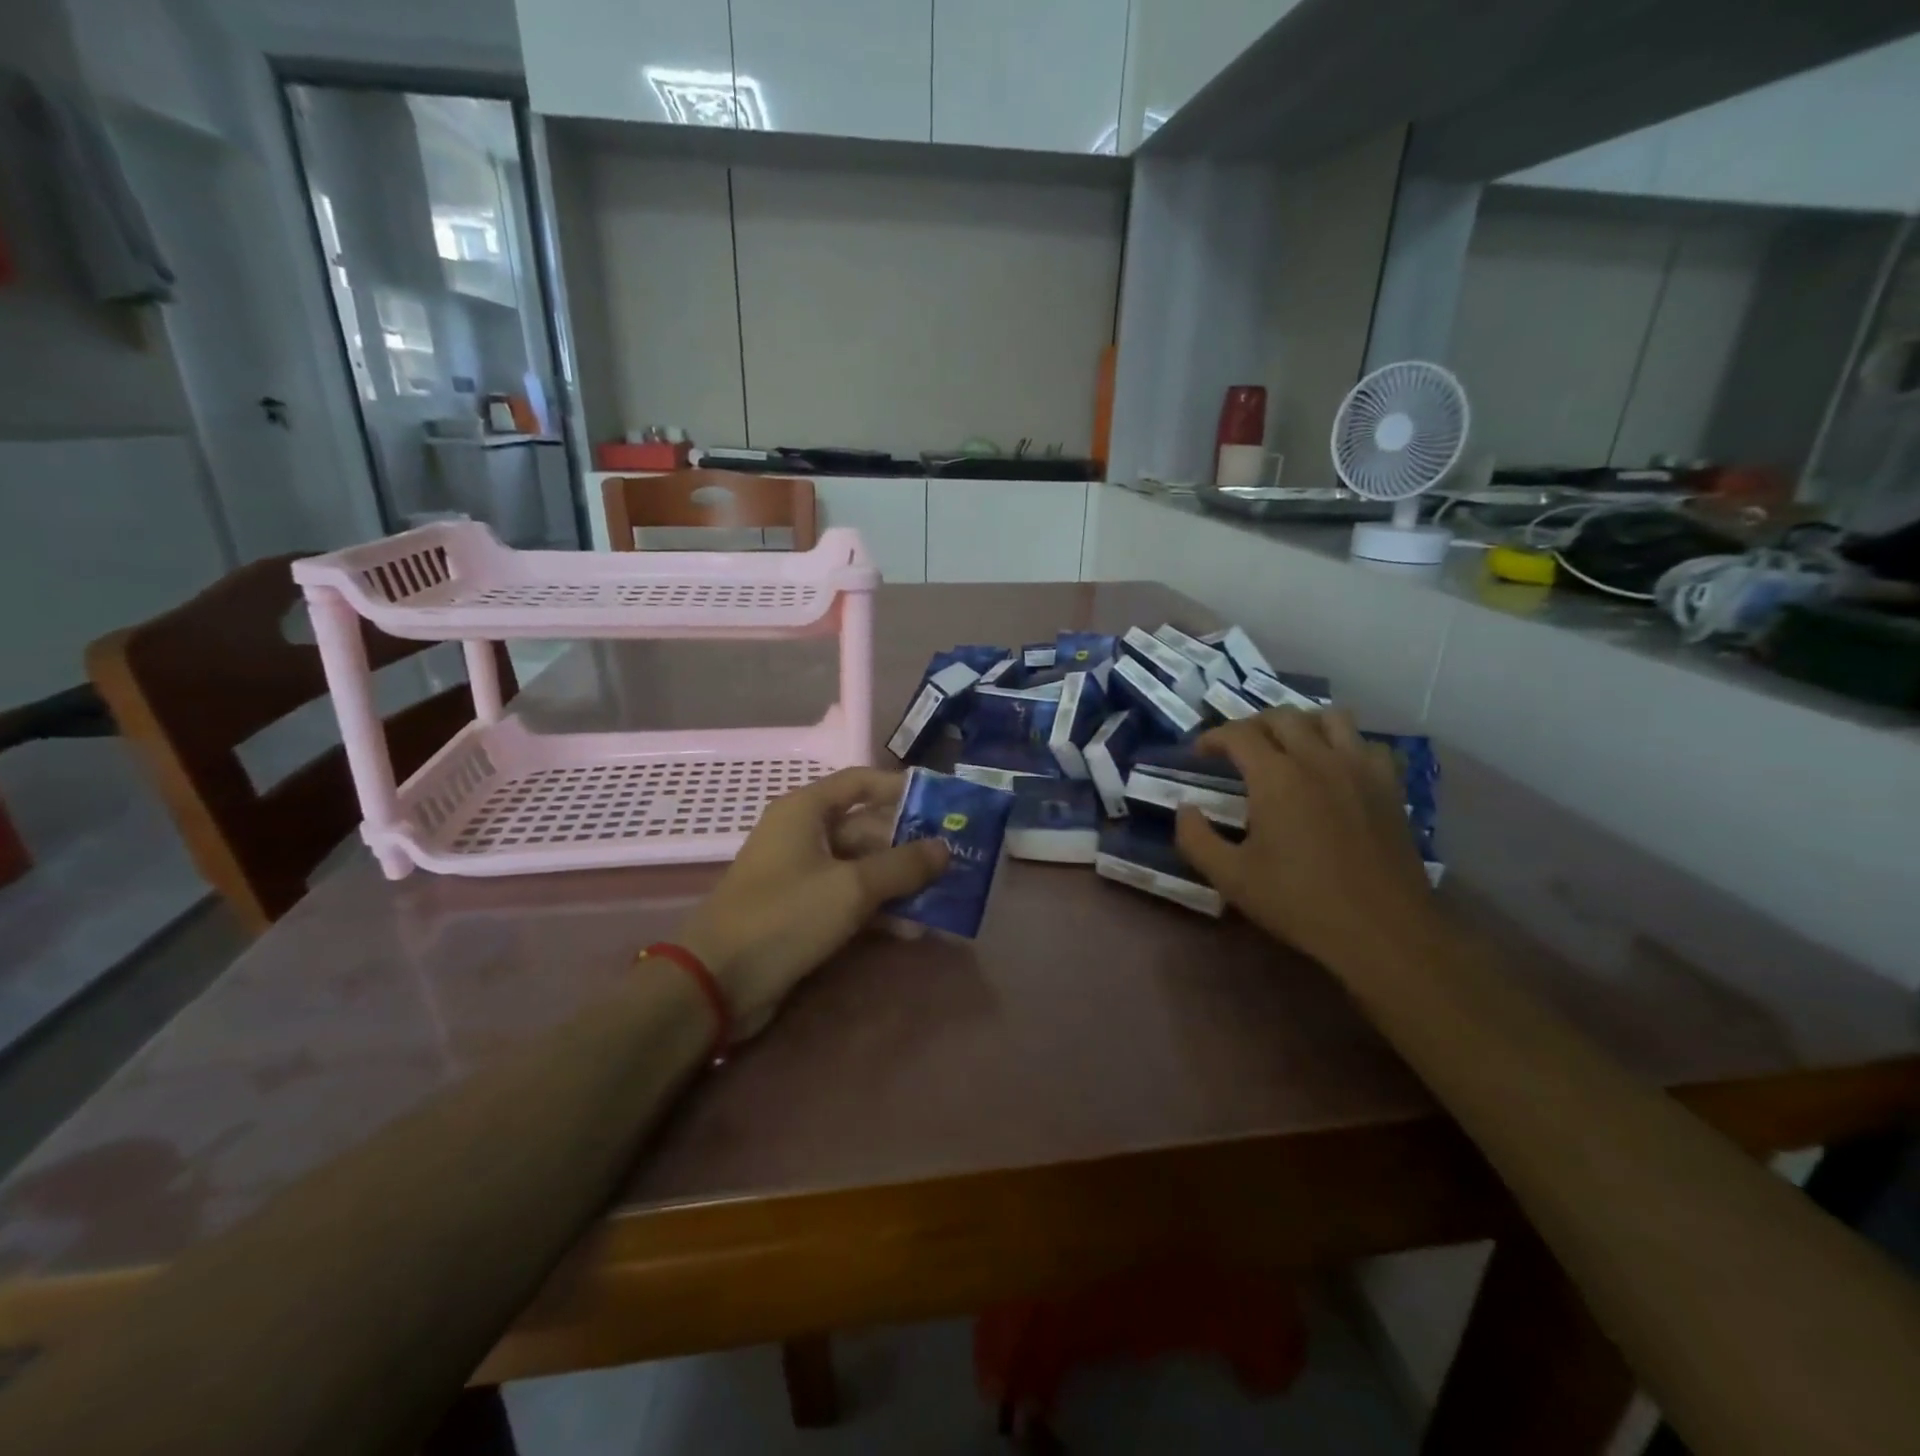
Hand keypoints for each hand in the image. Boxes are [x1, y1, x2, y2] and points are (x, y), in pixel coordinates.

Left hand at [675, 768, 947, 1037]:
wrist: (718, 982)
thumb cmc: (785, 916)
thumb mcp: (852, 887)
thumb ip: (902, 865)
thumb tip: (945, 848)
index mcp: (806, 810)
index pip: (861, 782)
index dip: (901, 788)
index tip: (942, 803)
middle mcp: (803, 834)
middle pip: (866, 828)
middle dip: (909, 846)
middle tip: (954, 861)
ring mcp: (801, 875)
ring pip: (861, 867)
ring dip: (898, 883)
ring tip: (942, 899)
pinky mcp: (801, 912)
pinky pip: (849, 899)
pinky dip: (877, 909)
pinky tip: (911, 929)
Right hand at [1175, 709, 1440, 973]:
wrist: (1382, 931)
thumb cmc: (1300, 902)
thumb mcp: (1231, 877)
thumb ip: (1196, 838)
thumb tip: (1185, 809)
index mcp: (1276, 777)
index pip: (1238, 734)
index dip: (1213, 737)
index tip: (1200, 754)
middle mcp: (1318, 759)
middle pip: (1282, 716)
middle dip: (1253, 725)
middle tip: (1238, 749)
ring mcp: (1360, 769)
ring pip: (1331, 717)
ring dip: (1303, 723)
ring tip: (1289, 746)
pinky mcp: (1390, 787)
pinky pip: (1369, 744)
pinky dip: (1348, 745)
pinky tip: (1337, 767)